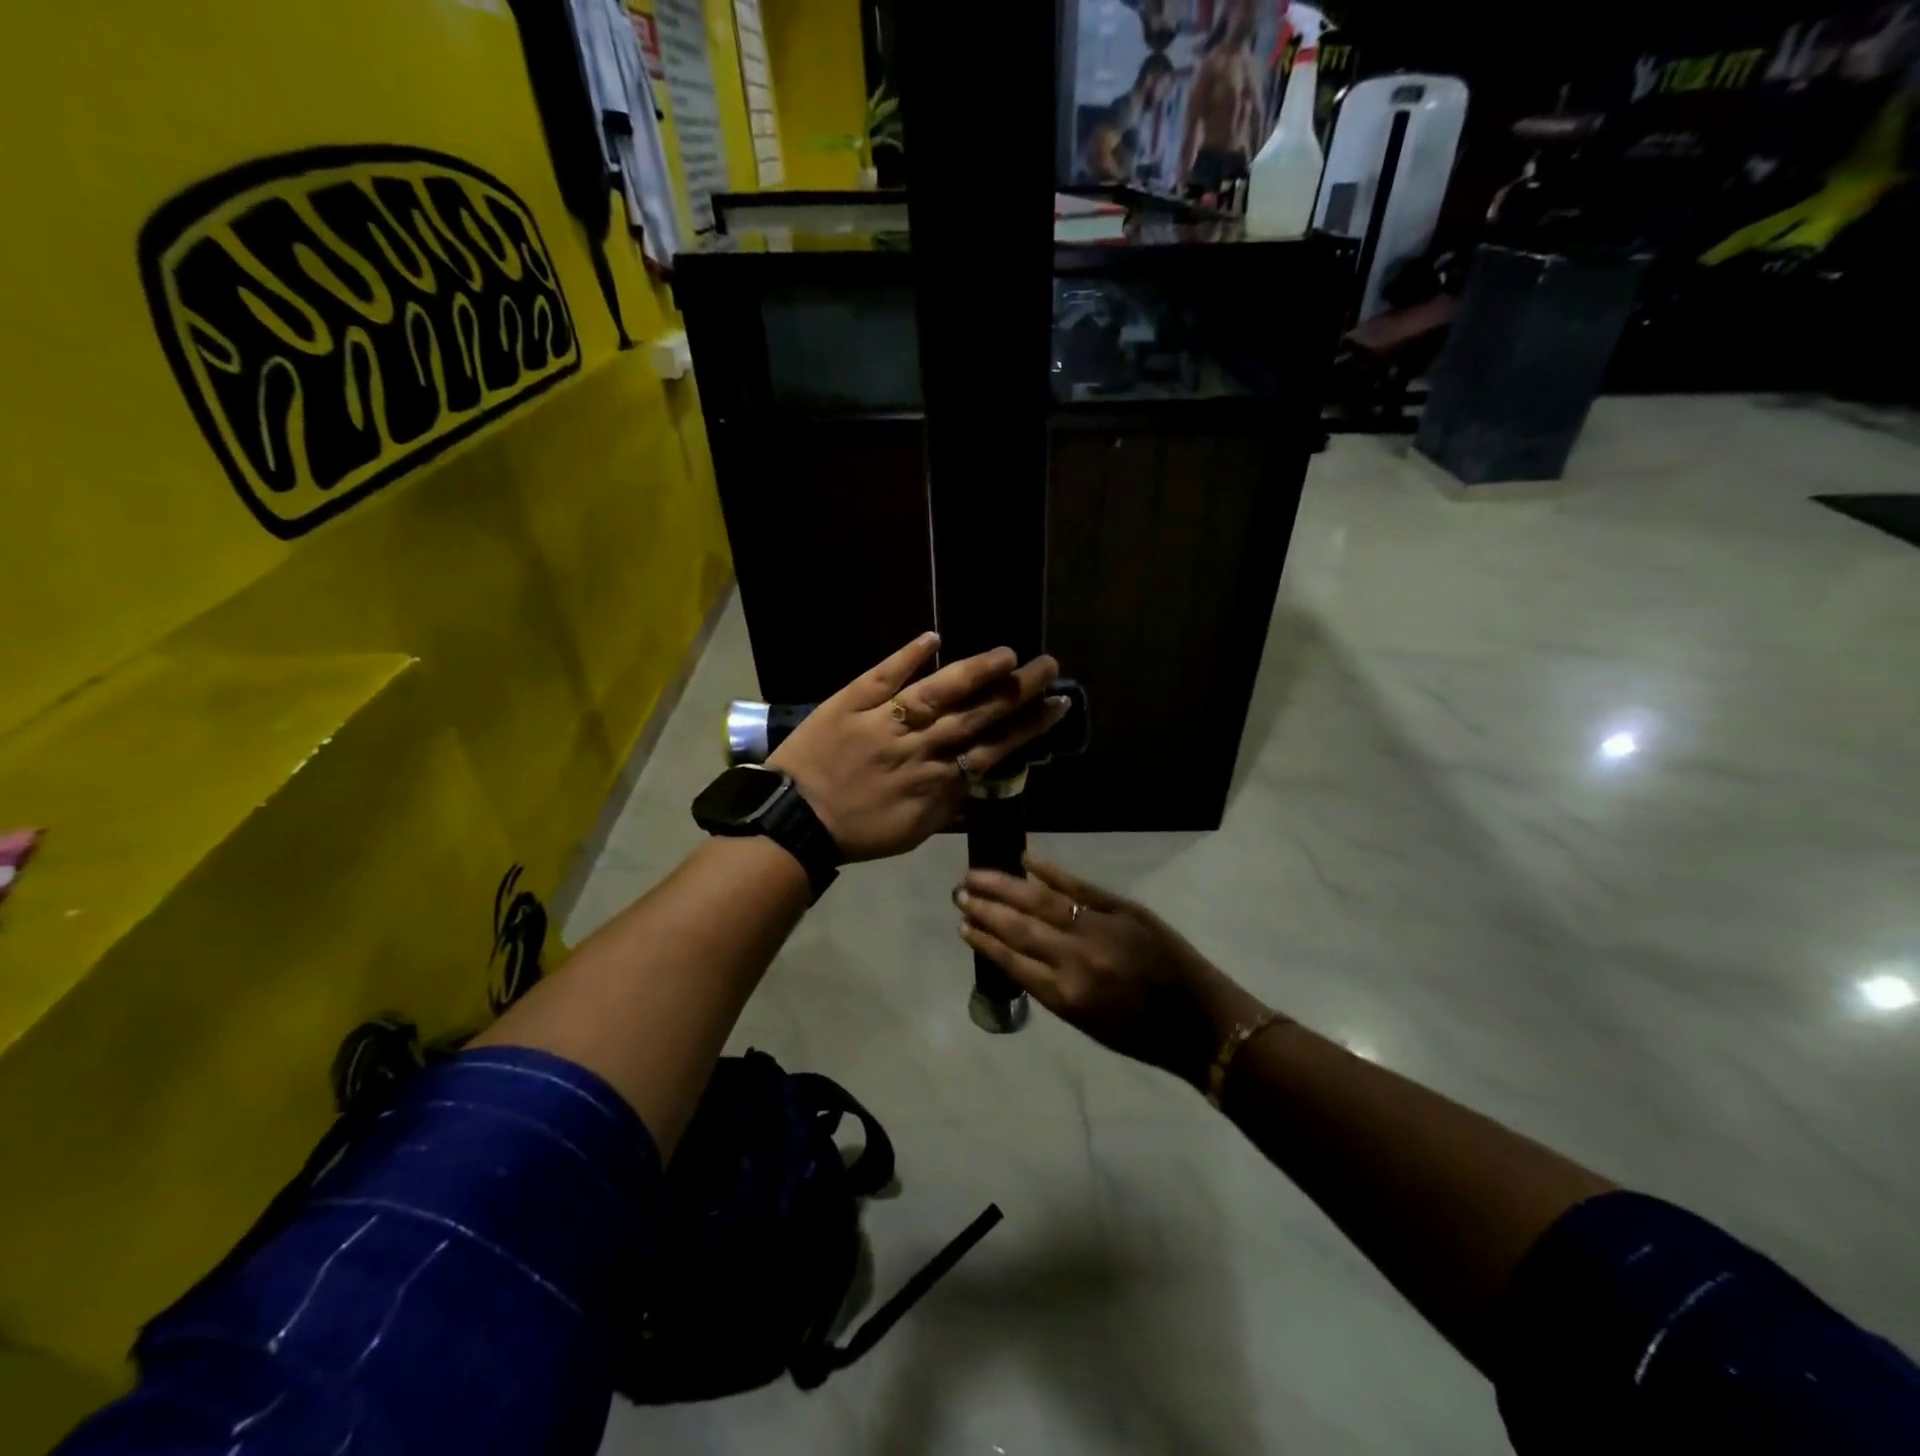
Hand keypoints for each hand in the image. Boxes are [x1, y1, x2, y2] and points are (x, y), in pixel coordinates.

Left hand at [770, 633, 1068, 862]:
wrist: (793, 823)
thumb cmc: (855, 832)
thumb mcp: (912, 832)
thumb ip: (949, 806)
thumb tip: (979, 780)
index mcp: (936, 782)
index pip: (992, 749)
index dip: (1027, 727)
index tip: (1057, 705)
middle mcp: (919, 748)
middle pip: (975, 716)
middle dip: (1015, 691)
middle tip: (1048, 667)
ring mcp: (884, 722)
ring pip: (938, 694)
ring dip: (975, 672)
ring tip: (1008, 654)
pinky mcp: (851, 702)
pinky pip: (882, 676)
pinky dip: (907, 656)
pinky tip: (934, 638)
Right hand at [956, 856, 1267, 1085]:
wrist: (1200, 1021)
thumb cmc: (1140, 1033)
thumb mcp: (1086, 1021)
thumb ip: (1049, 986)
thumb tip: (1016, 950)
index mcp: (1065, 995)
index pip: (1011, 961)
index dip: (984, 941)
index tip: (962, 925)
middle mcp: (1076, 959)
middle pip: (1019, 926)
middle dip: (985, 909)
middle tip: (959, 892)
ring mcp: (1099, 928)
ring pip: (1041, 901)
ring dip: (1005, 887)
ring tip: (977, 874)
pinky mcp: (1122, 908)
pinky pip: (1078, 887)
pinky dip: (1050, 872)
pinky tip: (1026, 861)